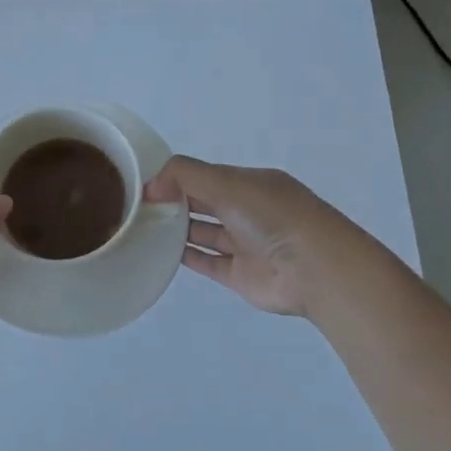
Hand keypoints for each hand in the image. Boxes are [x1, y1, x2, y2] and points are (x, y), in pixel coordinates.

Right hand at [143, 155, 345, 316]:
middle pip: (204, 203)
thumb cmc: (272, 216)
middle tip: (136, 206)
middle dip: (174, 201)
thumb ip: (185, 176)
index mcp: (250, 183)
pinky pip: (207, 262)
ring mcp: (244, 244)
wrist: (314, 269)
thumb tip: (150, 186)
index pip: (206, 176)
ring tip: (142, 227)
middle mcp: (248, 211)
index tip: (144, 185)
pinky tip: (159, 252)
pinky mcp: (239, 275)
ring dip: (177, 229)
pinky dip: (185, 257)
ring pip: (204, 232)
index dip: (176, 178)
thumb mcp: (228, 182)